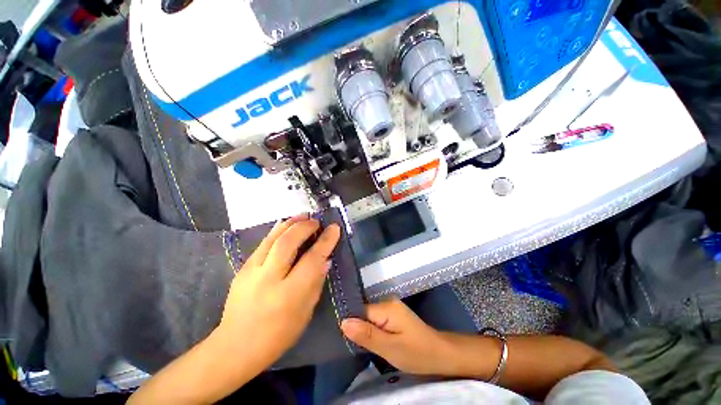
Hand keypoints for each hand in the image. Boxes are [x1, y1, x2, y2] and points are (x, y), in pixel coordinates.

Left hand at [217, 214, 340, 368]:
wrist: (235, 346)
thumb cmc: (277, 335)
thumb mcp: (305, 313)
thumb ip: (316, 283)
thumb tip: (325, 259)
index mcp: (289, 294)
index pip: (311, 260)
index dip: (325, 241)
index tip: (334, 228)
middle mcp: (269, 279)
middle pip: (288, 243)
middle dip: (305, 227)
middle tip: (317, 221)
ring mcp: (252, 272)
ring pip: (273, 239)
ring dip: (291, 223)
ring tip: (303, 216)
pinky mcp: (243, 268)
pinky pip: (263, 243)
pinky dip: (277, 230)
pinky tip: (285, 224)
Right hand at [341, 298, 455, 375]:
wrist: (440, 354)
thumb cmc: (417, 353)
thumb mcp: (390, 348)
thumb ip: (366, 335)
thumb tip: (343, 322)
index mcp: (386, 307)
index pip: (360, 311)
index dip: (351, 323)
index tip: (341, 338)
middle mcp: (387, 302)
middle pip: (364, 313)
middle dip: (357, 328)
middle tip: (350, 346)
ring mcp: (391, 308)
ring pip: (369, 318)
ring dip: (364, 331)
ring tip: (357, 345)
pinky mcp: (394, 316)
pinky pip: (376, 321)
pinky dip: (372, 331)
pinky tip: (370, 341)